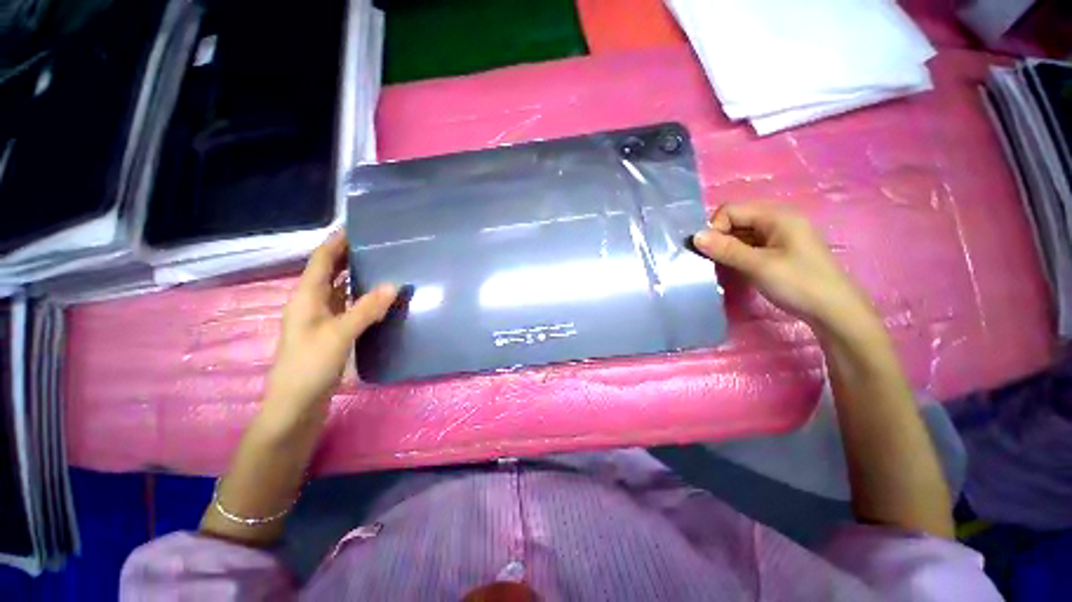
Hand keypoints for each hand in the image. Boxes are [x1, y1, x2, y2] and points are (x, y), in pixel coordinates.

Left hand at [264, 233, 396, 414]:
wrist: (296, 405)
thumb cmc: (310, 366)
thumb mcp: (339, 335)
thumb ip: (366, 309)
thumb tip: (394, 284)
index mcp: (306, 297)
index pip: (321, 261)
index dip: (336, 242)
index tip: (357, 227)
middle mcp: (313, 303)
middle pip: (330, 272)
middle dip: (349, 256)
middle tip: (378, 245)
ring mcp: (323, 318)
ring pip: (341, 289)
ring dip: (358, 276)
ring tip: (384, 265)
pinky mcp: (333, 331)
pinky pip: (350, 306)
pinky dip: (363, 298)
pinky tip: (381, 298)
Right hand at [692, 203, 875, 332]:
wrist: (833, 311)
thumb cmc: (798, 283)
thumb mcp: (758, 265)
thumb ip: (726, 249)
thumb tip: (695, 237)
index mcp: (776, 215)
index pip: (731, 210)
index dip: (715, 228)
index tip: (710, 252)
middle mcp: (777, 219)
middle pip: (736, 220)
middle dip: (720, 238)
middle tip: (713, 261)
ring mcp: (779, 235)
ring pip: (741, 234)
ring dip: (727, 248)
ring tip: (723, 267)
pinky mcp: (778, 250)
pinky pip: (749, 245)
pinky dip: (738, 254)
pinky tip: (736, 268)